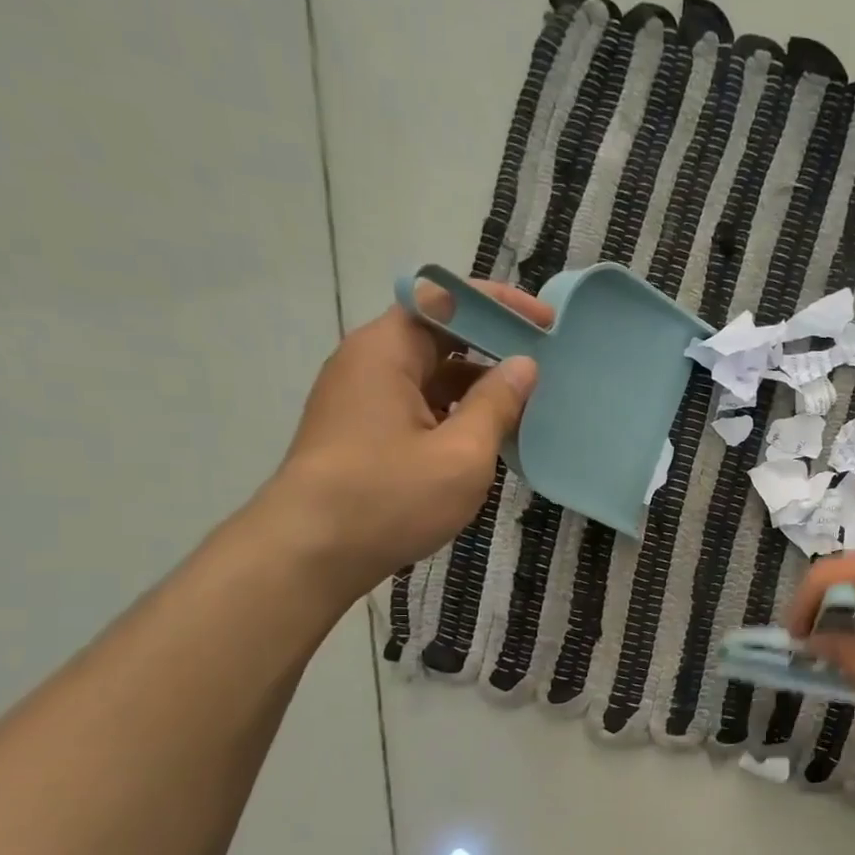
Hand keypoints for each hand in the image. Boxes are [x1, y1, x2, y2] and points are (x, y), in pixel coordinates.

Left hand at [259, 281, 549, 602]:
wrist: (309, 555)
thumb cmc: (388, 498)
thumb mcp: (461, 453)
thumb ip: (497, 404)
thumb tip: (524, 365)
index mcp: (387, 351)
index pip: (446, 298)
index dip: (500, 304)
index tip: (546, 323)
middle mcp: (369, 363)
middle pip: (439, 333)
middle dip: (494, 345)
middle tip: (546, 364)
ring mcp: (363, 399)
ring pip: (431, 374)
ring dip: (478, 384)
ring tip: (528, 403)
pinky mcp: (364, 432)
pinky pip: (419, 405)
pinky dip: (457, 411)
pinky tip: (489, 436)